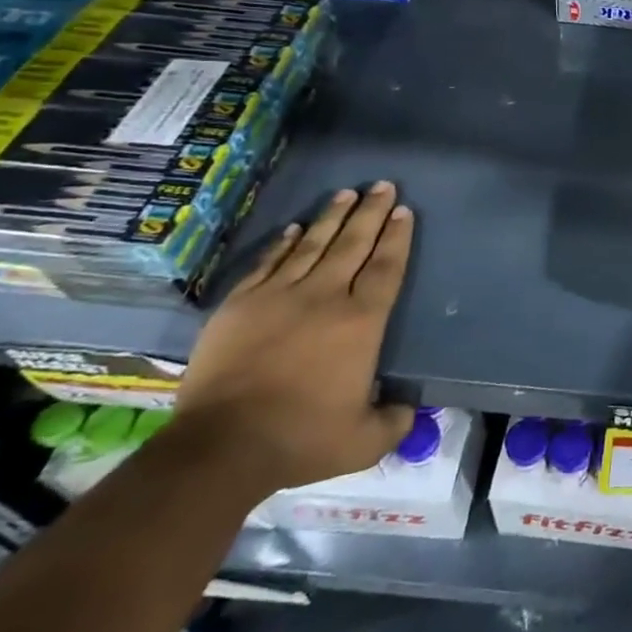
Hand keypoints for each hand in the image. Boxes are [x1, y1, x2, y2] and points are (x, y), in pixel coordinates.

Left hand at [174, 182, 415, 494]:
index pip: (386, 267)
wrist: (221, 447)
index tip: (403, 211)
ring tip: (346, 193)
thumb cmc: (301, 439)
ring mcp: (279, 296)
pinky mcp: (240, 305)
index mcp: (361, 322)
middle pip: (354, 244)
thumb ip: (393, 421)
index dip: (397, 237)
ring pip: (313, 245)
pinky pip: (268, 263)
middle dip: (371, 212)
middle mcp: (325, 297)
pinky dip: (284, 243)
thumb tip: (409, 409)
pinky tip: (295, 228)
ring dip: (332, 217)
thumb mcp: (363, 441)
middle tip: (382, 184)